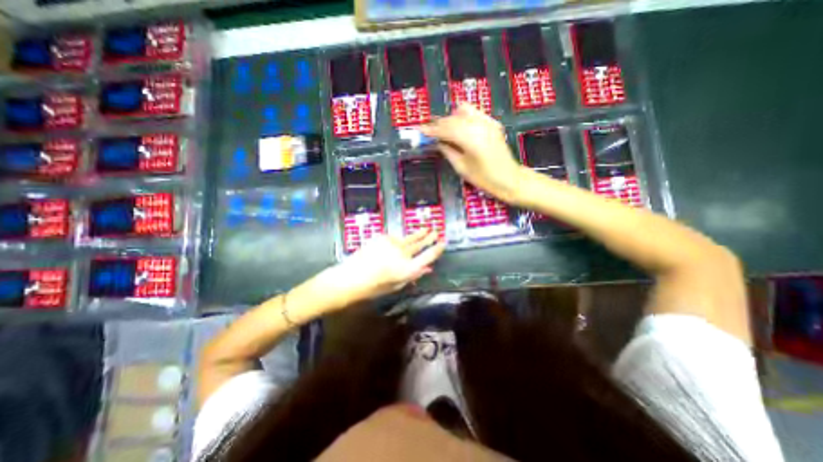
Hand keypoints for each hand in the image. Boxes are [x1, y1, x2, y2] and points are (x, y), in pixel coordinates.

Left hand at [315, 230, 443, 305]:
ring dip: (418, 234)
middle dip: (429, 238)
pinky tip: (401, 240)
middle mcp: (403, 254)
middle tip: (436, 232)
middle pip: (420, 244)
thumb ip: (413, 275)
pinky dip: (399, 240)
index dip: (437, 249)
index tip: (442, 243)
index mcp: (408, 268)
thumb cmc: (374, 287)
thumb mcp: (397, 284)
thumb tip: (427, 268)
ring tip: (426, 229)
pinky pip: (395, 238)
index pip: (428, 256)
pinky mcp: (384, 237)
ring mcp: (393, 243)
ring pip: (409, 238)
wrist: (351, 276)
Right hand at [421, 104, 522, 201]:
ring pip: (463, 111)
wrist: (509, 179)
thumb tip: (437, 141)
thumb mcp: (461, 167)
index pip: (446, 129)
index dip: (431, 130)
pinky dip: (463, 118)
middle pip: (453, 118)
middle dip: (439, 124)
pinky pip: (474, 113)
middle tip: (429, 131)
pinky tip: (459, 128)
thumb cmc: (484, 178)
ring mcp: (488, 122)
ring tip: (444, 130)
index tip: (420, 130)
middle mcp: (480, 125)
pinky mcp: (493, 123)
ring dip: (451, 119)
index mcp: (471, 139)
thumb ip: (448, 151)